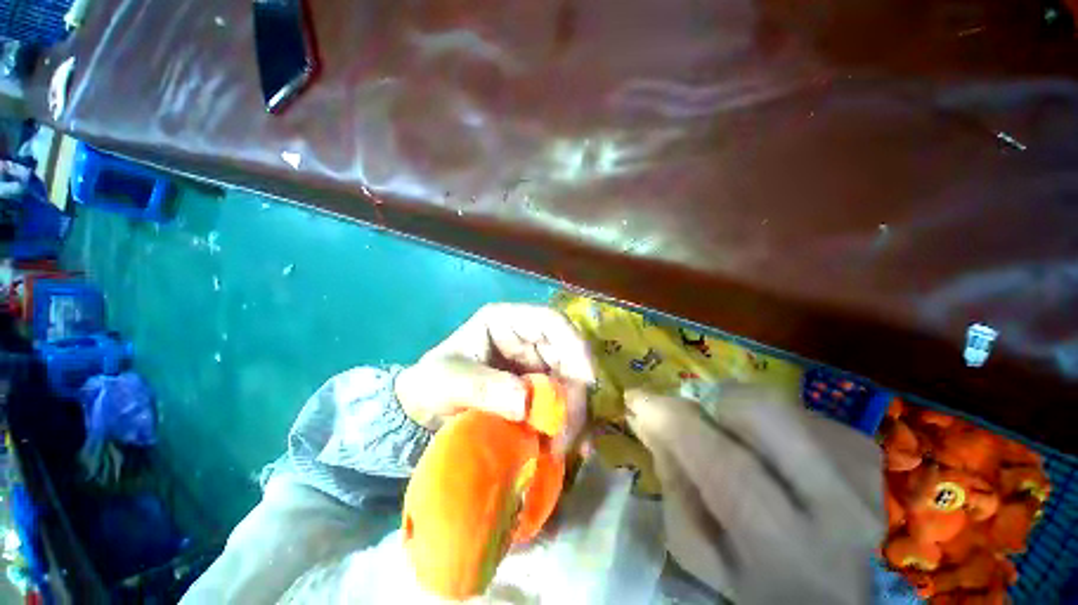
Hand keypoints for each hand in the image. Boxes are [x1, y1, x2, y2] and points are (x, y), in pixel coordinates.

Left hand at [396, 303, 594, 452]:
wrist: (422, 412)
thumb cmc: (432, 383)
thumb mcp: (449, 382)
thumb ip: (484, 388)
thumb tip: (527, 403)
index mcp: (507, 322)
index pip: (551, 322)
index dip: (574, 344)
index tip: (586, 380)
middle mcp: (527, 340)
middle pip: (568, 355)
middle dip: (574, 392)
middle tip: (567, 432)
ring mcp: (534, 365)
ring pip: (569, 382)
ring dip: (572, 414)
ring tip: (564, 448)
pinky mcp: (536, 390)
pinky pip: (561, 403)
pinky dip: (566, 424)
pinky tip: (566, 449)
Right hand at [624, 386, 883, 604]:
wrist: (839, 592)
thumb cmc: (755, 582)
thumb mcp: (699, 548)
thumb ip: (672, 480)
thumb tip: (646, 416)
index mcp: (787, 550)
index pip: (724, 466)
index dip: (673, 421)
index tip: (637, 399)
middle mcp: (840, 505)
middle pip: (763, 413)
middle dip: (712, 403)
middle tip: (694, 416)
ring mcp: (862, 471)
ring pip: (777, 402)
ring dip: (738, 412)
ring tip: (735, 441)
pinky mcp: (865, 448)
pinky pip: (796, 408)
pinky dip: (768, 419)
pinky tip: (773, 452)